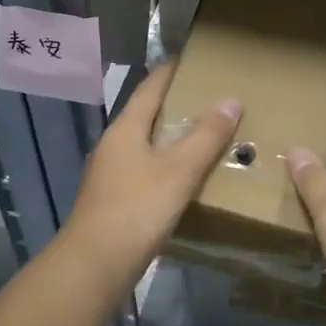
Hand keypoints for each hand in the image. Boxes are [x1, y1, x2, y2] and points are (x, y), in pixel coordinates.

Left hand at [64, 64, 240, 272]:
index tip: (192, 60)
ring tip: (202, 135)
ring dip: (169, 136)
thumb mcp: (179, 170)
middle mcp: (113, 145)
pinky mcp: (112, 200)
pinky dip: (164, 163)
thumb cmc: (137, 209)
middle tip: (208, 98)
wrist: (93, 266)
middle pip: (145, 114)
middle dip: (174, 104)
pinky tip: (182, 177)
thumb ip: (206, 136)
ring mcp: (109, 174)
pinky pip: (143, 169)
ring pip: (144, 143)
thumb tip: (231, 100)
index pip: (150, 88)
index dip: (170, 72)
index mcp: (126, 129)